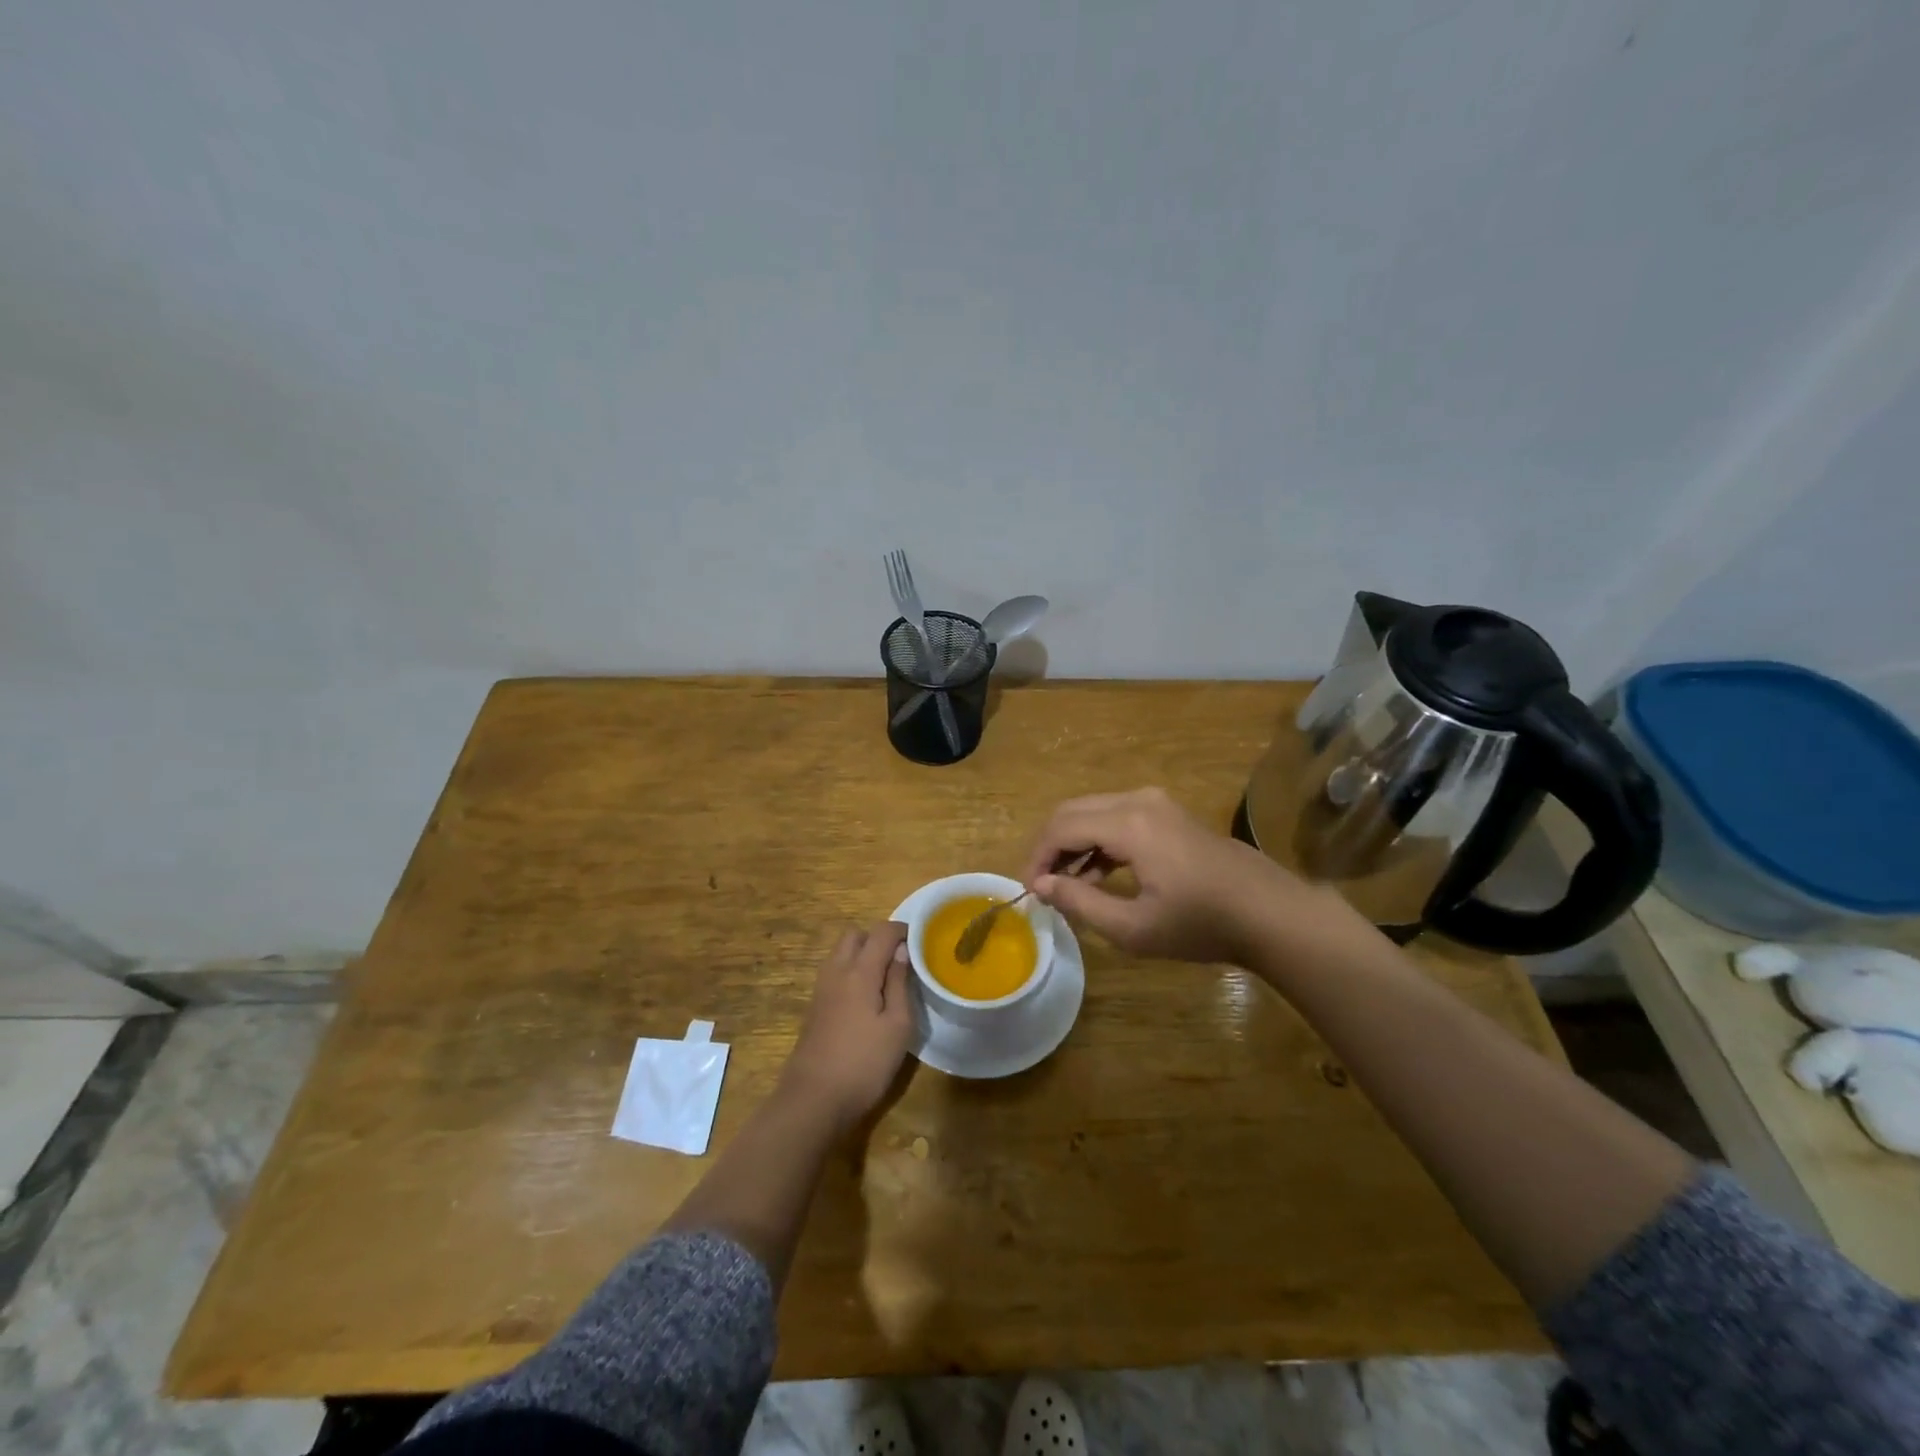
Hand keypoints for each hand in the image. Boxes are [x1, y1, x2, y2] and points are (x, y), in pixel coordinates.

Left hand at [782, 921, 913, 1130]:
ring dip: (862, 955)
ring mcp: (821, 988)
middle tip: (900, 961)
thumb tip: (902, 951)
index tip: (920, 942)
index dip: (902, 930)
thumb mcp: (898, 1026)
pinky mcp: (814, 1006)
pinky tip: (866, 999)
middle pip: (855, 935)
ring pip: (841, 952)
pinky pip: (834, 972)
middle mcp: (836, 971)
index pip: (881, 931)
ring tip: (886, 980)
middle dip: (878, 938)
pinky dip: (851, 971)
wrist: (813, 1099)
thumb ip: (901, 983)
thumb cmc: (864, 1063)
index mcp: (860, 971)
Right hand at [1022, 787, 1362, 964]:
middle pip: (1073, 812)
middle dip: (1050, 847)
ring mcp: (1156, 803)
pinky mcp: (1168, 813)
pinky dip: (1098, 842)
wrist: (1269, 913)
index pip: (1061, 828)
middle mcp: (1138, 801)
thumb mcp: (1133, 927)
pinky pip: (1117, 818)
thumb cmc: (1200, 924)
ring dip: (1074, 845)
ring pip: (1094, 813)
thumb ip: (1079, 902)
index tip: (1029, 892)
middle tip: (1042, 886)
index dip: (1037, 858)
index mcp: (1128, 824)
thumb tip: (1041, 886)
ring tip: (1066, 888)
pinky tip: (1097, 876)